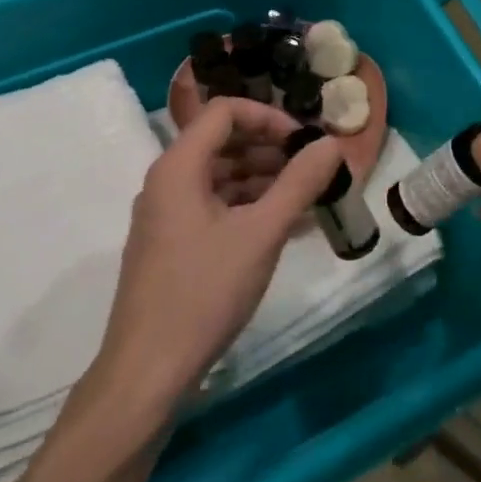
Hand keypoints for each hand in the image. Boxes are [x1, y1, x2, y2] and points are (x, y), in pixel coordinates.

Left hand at [92, 98, 342, 419]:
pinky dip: (250, 208)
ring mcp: (168, 215)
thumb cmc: (204, 292)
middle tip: (314, 170)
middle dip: (272, 150)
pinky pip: (216, 208)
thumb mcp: (261, 233)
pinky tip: (286, 228)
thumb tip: (331, 143)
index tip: (305, 141)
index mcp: (179, 167)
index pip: (225, 112)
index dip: (269, 117)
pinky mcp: (173, 244)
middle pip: (223, 142)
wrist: (148, 370)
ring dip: (265, 181)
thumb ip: (299, 183)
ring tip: (308, 200)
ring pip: (222, 177)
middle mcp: (168, 182)